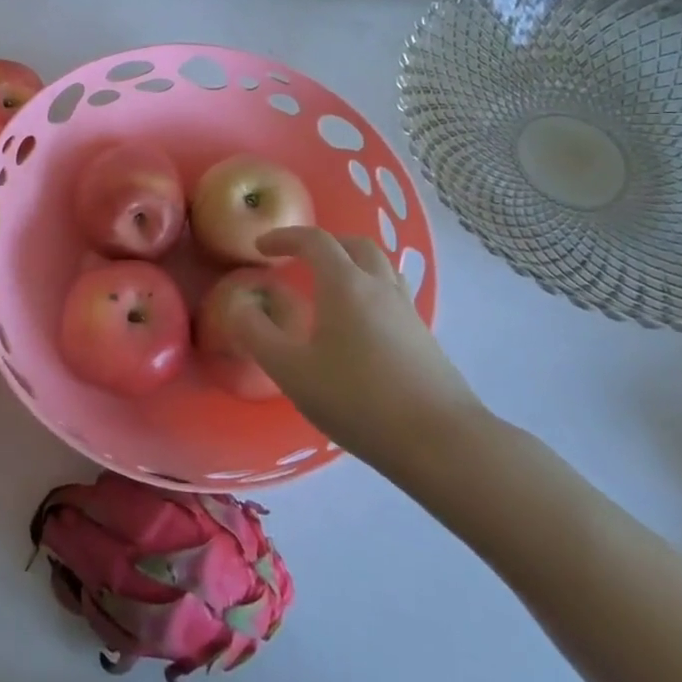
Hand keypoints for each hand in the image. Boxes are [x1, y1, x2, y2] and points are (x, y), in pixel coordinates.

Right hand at [227, 227, 484, 483]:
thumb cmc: (358, 401)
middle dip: (323, 244)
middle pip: (354, 245)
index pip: (315, 241)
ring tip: (330, 286)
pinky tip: (358, 325)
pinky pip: (393, 294)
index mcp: (345, 285)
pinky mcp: (424, 337)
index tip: (260, 247)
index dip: (285, 237)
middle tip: (298, 260)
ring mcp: (407, 311)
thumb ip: (257, 334)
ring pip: (380, 267)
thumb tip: (239, 306)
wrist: (442, 443)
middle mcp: (379, 287)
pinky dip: (369, 290)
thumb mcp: (292, 371)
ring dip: (351, 263)